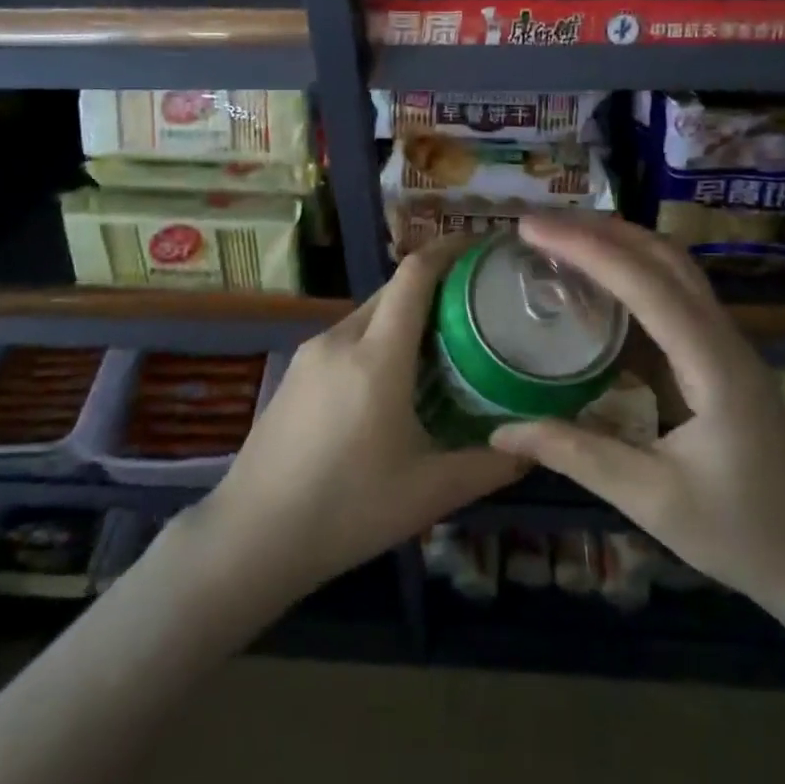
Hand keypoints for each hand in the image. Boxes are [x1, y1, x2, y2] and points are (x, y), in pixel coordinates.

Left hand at [199, 237, 524, 600]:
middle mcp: (340, 340)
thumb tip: (533, 448)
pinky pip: (345, 337)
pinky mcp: (293, 373)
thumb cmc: (347, 511)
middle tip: (476, 305)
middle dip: (434, 285)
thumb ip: (489, 465)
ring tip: (441, 343)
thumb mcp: (430, 493)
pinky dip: (377, 339)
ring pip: (367, 314)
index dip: (448, 250)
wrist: (251, 537)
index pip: (414, 275)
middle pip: (392, 290)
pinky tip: (391, 379)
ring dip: (404, 316)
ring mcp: (309, 354)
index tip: (480, 246)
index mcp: (376, 356)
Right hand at [489, 215, 784, 619]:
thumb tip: (501, 432)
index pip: (645, 284)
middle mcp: (723, 338)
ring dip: (617, 244)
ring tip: (559, 240)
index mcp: (713, 365)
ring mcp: (725, 344)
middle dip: (599, 230)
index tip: (531, 229)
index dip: (586, 248)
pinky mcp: (717, 357)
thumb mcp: (652, 499)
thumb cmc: (742, 532)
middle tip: (537, 225)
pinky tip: (594, 290)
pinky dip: (629, 277)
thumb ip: (577, 455)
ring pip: (672, 269)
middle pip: (664, 257)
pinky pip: (672, 298)